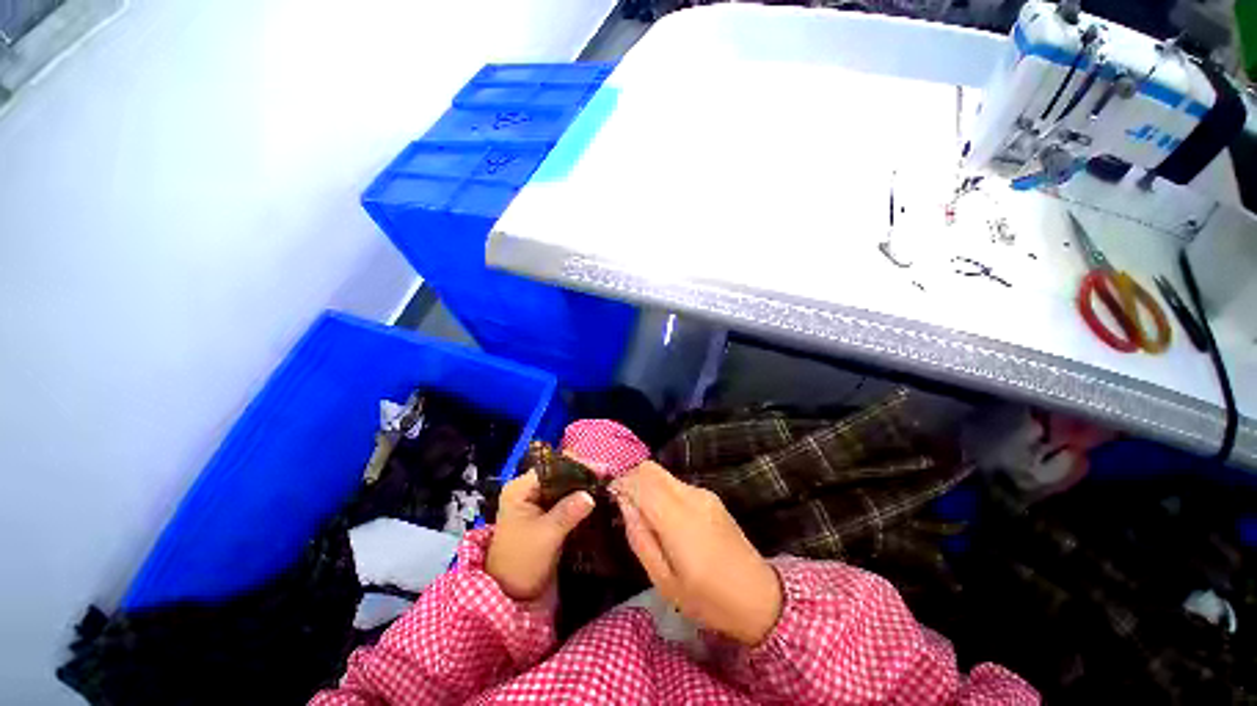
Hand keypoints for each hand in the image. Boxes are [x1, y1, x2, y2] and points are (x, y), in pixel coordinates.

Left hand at [486, 470, 594, 600]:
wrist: (511, 596)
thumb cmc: (522, 563)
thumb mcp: (545, 537)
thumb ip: (567, 512)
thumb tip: (590, 495)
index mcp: (521, 489)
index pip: (552, 466)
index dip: (577, 466)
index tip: (600, 471)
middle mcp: (528, 489)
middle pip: (560, 473)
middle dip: (583, 475)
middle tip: (607, 479)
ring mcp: (538, 501)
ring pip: (565, 486)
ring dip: (584, 487)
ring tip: (606, 487)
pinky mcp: (547, 514)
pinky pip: (567, 499)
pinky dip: (581, 499)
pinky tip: (598, 500)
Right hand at [611, 462, 782, 645]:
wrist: (759, 598)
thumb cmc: (707, 598)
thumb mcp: (664, 581)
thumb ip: (640, 537)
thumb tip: (624, 503)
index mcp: (677, 518)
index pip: (641, 480)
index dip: (621, 483)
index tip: (611, 498)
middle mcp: (690, 496)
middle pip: (651, 468)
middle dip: (631, 478)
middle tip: (624, 504)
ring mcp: (703, 493)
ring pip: (664, 474)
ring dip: (647, 484)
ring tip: (643, 514)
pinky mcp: (711, 497)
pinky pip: (677, 484)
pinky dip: (662, 491)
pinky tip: (664, 517)